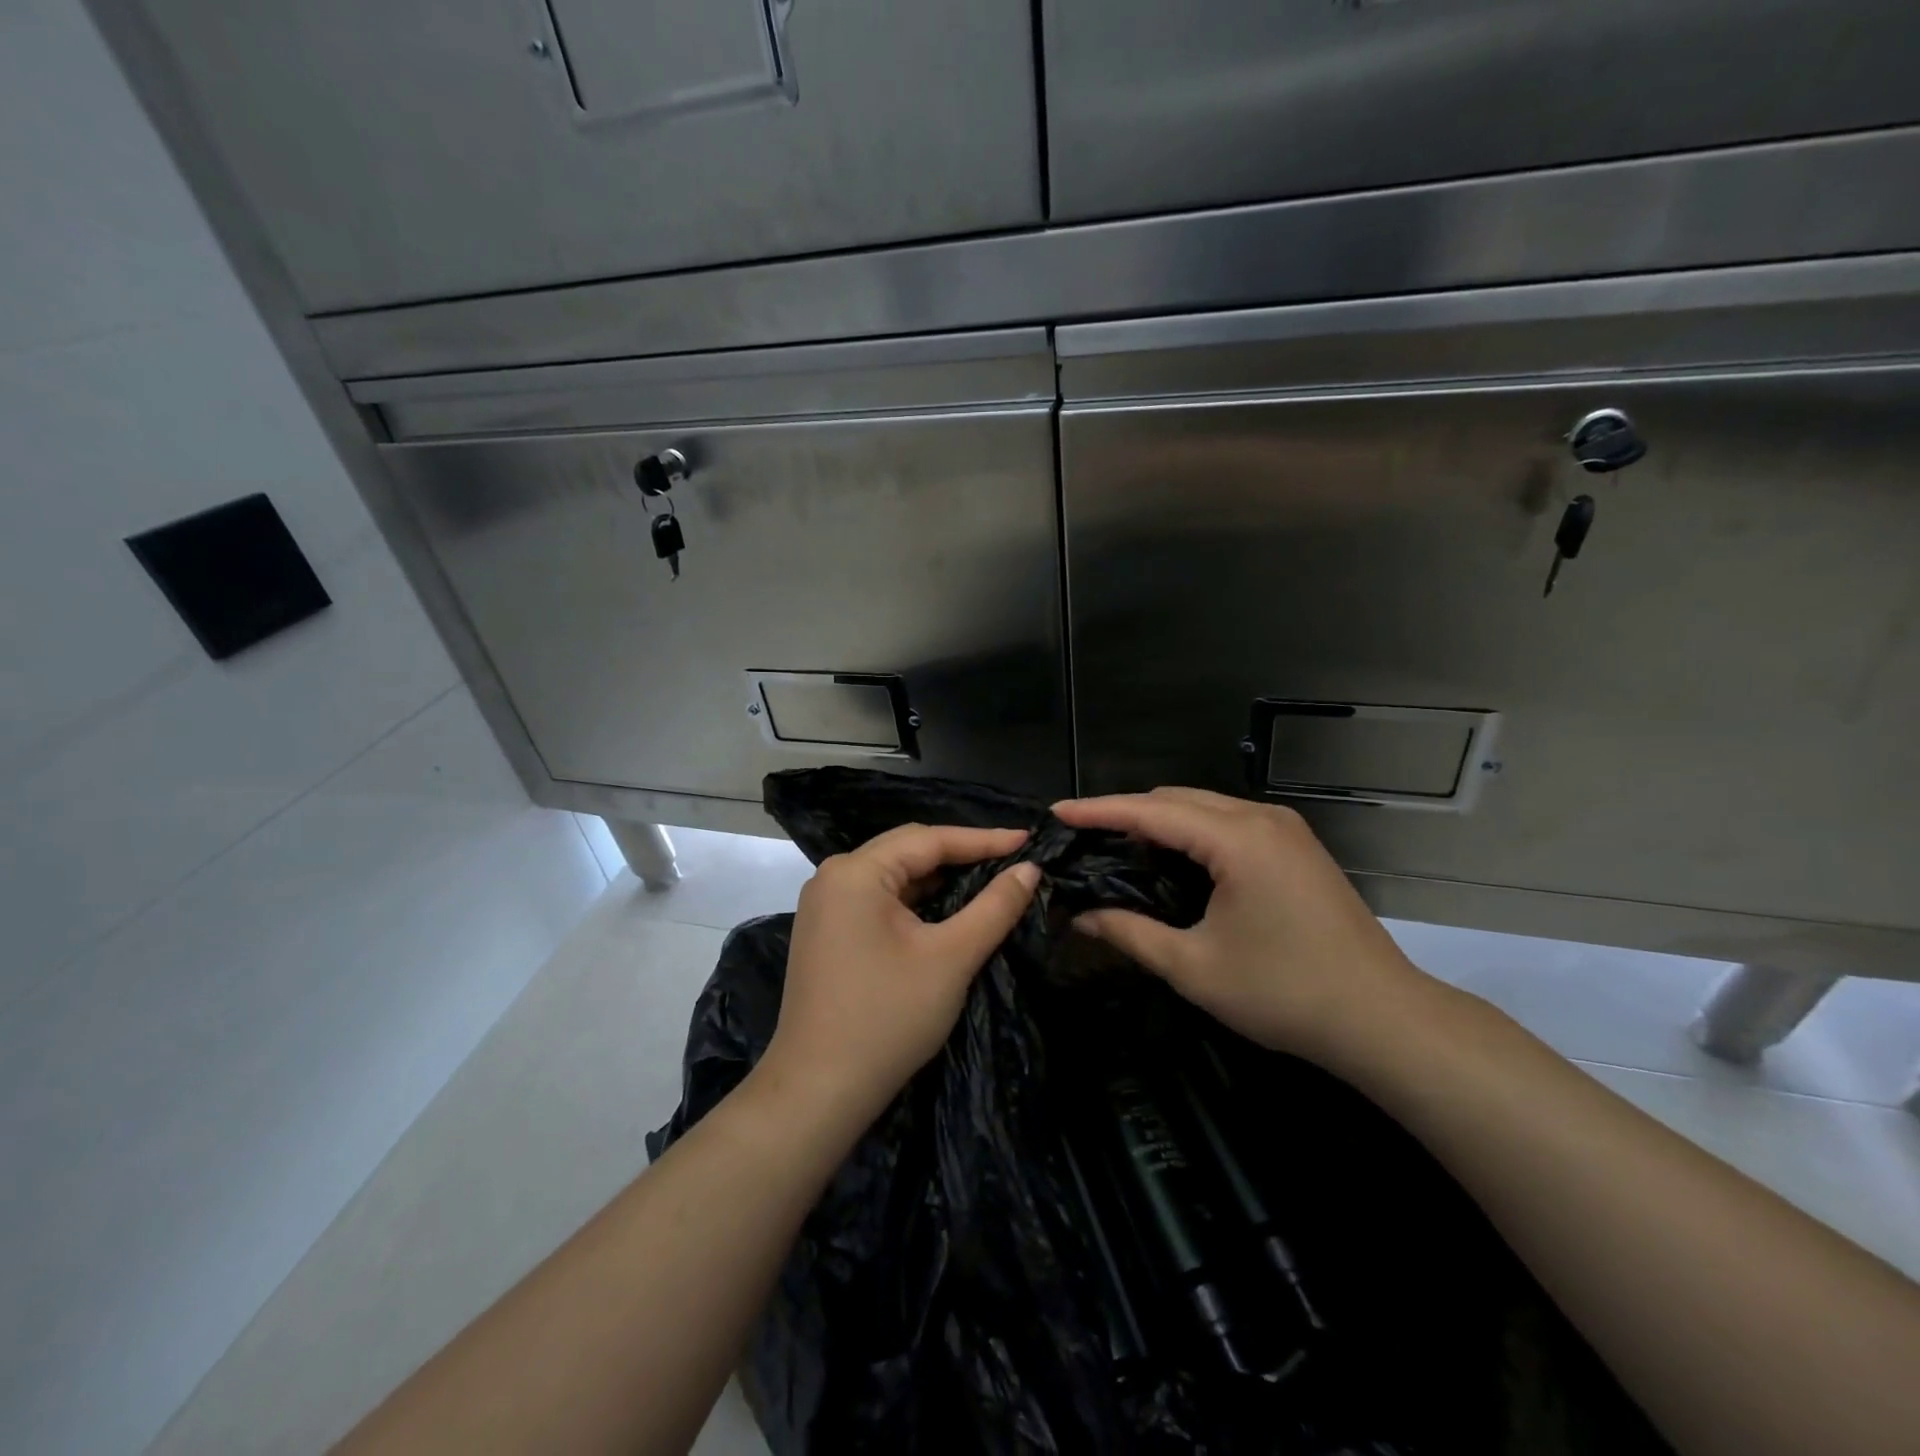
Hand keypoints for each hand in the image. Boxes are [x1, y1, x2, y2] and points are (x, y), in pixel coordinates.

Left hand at [758, 824, 1041, 1126]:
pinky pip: (879, 901)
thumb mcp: (951, 957)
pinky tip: (947, 910)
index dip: (984, 839)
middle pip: (908, 850)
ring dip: (939, 879)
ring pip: (894, 877)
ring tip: (988, 879)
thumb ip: (994, 907)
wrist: (819, 1091)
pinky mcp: (826, 933)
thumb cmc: (888, 1017)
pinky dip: (916, 901)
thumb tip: (1030, 869)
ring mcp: (825, 906)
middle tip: (1012, 859)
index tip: (1030, 840)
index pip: (930, 839)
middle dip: (961, 854)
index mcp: (856, 871)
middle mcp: (834, 877)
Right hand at [1052, 788, 1429, 1061]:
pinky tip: (1170, 860)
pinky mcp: (1296, 847)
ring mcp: (1284, 829)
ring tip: (1117, 849)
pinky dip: (1190, 833)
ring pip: (1203, 808)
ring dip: (1158, 822)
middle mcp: (1261, 818)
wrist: (1384, 1019)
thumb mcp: (1194, 967)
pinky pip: (1227, 823)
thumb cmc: (1285, 993)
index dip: (1098, 810)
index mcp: (1237, 839)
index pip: (1150, 811)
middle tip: (1082, 840)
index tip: (1055, 813)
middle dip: (1125, 813)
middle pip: (1176, 799)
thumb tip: (1080, 916)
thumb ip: (1130, 933)